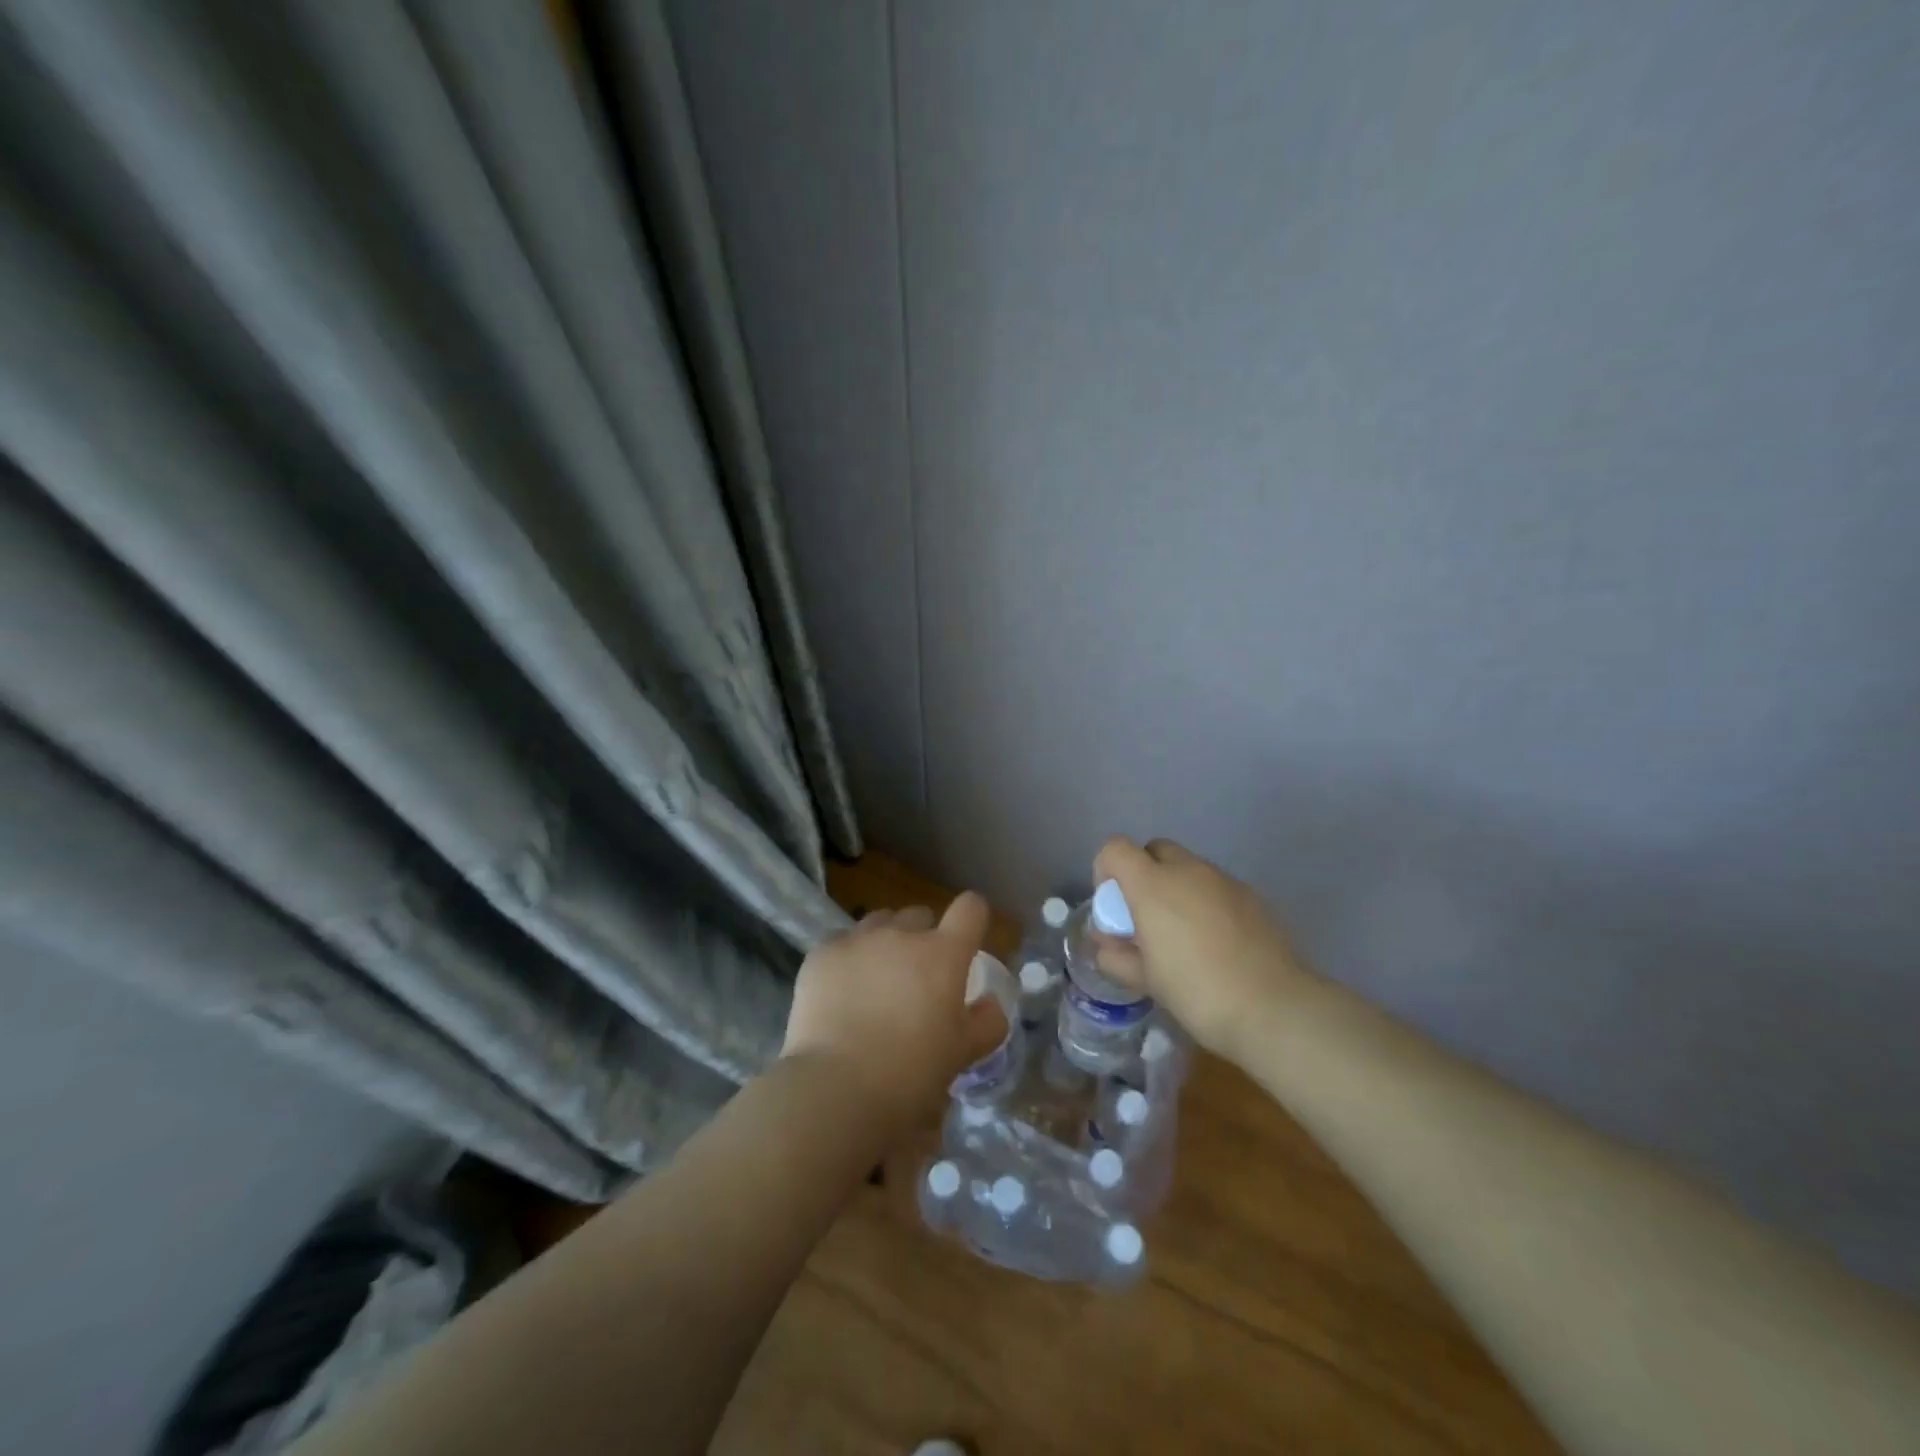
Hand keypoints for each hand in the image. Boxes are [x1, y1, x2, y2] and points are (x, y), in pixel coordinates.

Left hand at [781, 894, 1007, 1131]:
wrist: (837, 1089)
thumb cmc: (911, 1073)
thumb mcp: (962, 1053)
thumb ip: (986, 1023)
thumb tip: (990, 1004)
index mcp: (944, 954)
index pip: (970, 909)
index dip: (972, 919)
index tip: (966, 941)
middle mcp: (902, 935)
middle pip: (919, 916)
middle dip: (922, 938)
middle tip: (916, 978)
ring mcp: (859, 940)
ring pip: (879, 923)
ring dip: (884, 942)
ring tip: (875, 981)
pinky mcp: (822, 954)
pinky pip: (841, 942)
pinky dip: (847, 958)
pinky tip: (841, 991)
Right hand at [1091, 836, 1316, 1061]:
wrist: (1273, 1008)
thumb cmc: (1196, 991)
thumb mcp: (1144, 980)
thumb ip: (1116, 955)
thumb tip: (1107, 943)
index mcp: (1152, 884)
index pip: (1115, 848)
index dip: (1106, 870)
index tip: (1113, 907)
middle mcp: (1188, 870)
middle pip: (1154, 850)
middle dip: (1143, 874)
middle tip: (1146, 917)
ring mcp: (1224, 880)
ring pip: (1188, 867)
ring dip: (1176, 887)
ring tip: (1182, 934)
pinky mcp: (1252, 896)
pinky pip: (1216, 886)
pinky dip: (1205, 901)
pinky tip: (1215, 941)